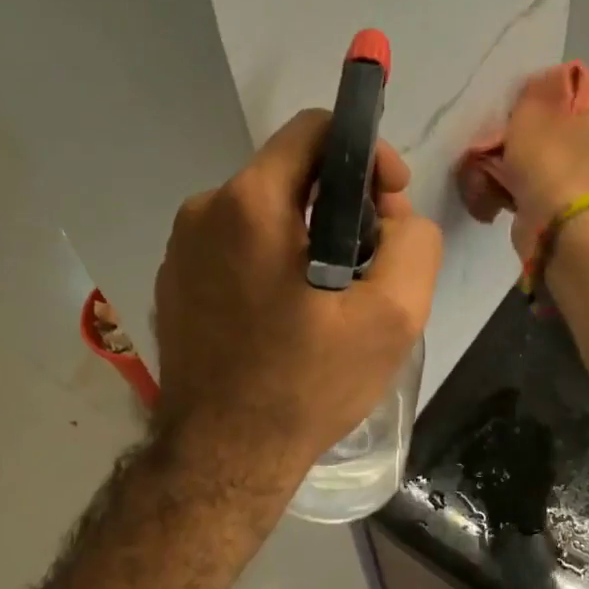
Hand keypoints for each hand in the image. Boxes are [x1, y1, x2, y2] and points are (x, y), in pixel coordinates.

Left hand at [153, 109, 443, 497]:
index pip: (314, 129)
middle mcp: (204, 210)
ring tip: (334, 294)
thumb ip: (414, 241)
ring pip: (264, 211)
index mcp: (250, 202)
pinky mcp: (174, 282)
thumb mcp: (393, 315)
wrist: (221, 459)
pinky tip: (290, 313)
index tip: (390, 201)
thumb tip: (393, 216)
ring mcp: (180, 248)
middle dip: (343, 201)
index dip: (366, 152)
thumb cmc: (306, 384)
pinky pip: (235, 246)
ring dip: (308, 234)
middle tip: (372, 259)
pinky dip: (271, 260)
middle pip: (291, 172)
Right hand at [499, 87, 588, 259]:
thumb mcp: (533, 110)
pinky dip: (519, 195)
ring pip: (547, 168)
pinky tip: (496, 195)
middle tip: (500, 142)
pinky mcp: (572, 215)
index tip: (522, 111)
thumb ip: (533, 94)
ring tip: (490, 171)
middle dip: (530, 141)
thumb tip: (538, 88)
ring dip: (520, 170)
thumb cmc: (552, 157)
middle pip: (562, 136)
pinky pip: (539, 195)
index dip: (549, 102)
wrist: (559, 224)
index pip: (581, 98)